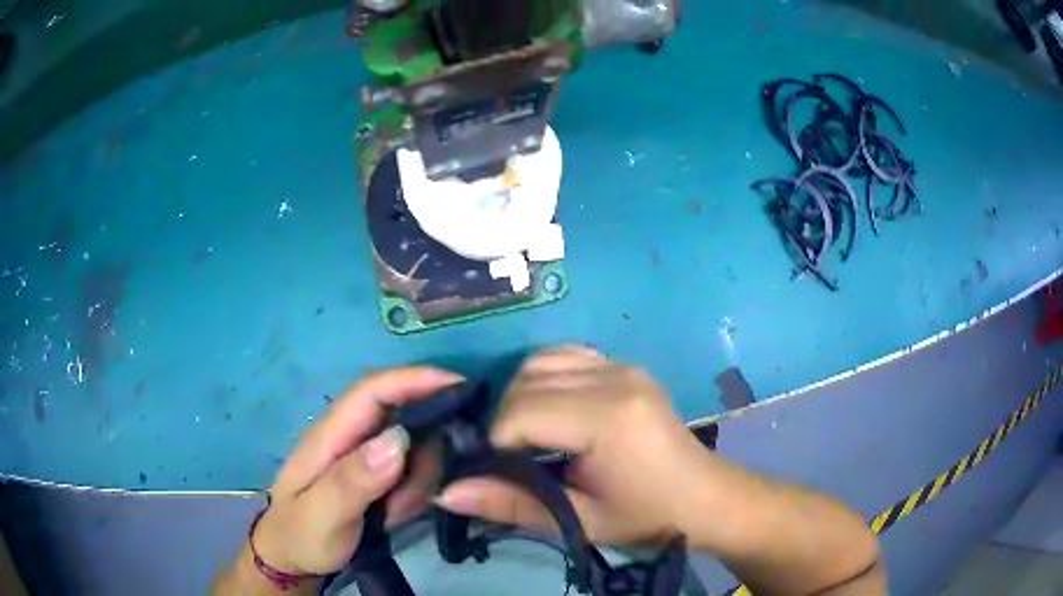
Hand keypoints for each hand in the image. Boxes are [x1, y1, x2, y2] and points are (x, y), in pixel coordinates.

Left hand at [252, 367, 461, 575]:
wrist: (292, 557)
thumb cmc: (301, 536)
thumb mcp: (322, 515)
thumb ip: (354, 480)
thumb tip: (400, 438)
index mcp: (330, 435)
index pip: (373, 390)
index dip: (415, 379)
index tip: (461, 386)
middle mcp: (350, 436)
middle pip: (403, 416)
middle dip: (424, 452)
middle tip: (416, 495)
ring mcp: (364, 454)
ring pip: (414, 447)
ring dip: (418, 480)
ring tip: (395, 514)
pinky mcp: (376, 472)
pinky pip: (412, 470)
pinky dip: (415, 491)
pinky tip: (395, 515)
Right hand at [436, 347, 716, 545]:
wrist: (702, 496)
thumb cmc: (645, 515)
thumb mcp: (580, 520)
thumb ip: (511, 504)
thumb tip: (444, 492)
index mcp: (609, 418)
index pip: (522, 411)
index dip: (497, 441)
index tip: (499, 471)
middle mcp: (615, 378)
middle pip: (527, 380)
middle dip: (505, 418)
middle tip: (512, 458)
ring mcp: (622, 365)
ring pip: (542, 361)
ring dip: (522, 394)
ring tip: (529, 435)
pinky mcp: (625, 365)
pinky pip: (567, 356)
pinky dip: (546, 378)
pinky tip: (553, 411)